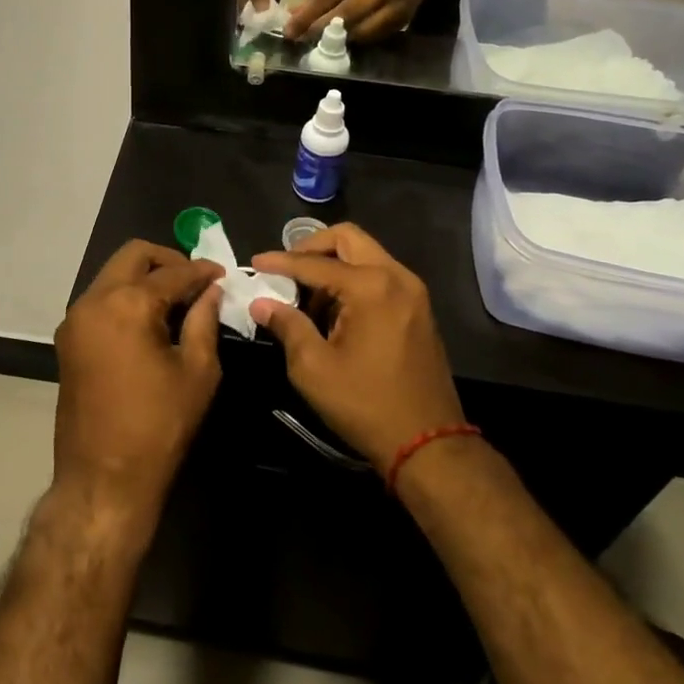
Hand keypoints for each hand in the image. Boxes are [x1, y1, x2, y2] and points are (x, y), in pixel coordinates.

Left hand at [53, 241, 223, 528]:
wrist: (103, 478)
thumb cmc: (158, 426)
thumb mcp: (197, 372)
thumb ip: (204, 321)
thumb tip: (211, 291)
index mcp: (127, 304)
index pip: (172, 272)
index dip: (202, 271)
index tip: (222, 275)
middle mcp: (94, 301)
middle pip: (133, 255)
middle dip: (167, 260)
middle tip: (195, 281)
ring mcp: (75, 319)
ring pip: (112, 275)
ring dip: (144, 277)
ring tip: (176, 301)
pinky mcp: (68, 339)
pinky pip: (100, 299)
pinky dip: (126, 297)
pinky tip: (150, 320)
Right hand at [247, 223, 463, 468]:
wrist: (428, 444)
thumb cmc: (365, 404)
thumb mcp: (314, 368)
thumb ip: (287, 326)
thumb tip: (262, 304)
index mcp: (371, 286)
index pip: (315, 264)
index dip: (280, 262)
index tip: (255, 262)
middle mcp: (396, 277)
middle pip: (348, 239)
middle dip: (312, 248)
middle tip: (286, 269)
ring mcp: (412, 292)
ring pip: (366, 255)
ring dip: (333, 265)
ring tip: (306, 297)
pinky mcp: (418, 309)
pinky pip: (380, 276)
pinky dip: (353, 280)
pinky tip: (333, 311)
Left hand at [284, 0, 424, 41]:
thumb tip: (293, 15)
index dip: (310, 12)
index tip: (290, 28)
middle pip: (349, 11)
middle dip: (321, 28)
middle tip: (300, 39)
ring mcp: (397, 4)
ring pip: (362, 29)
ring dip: (336, 39)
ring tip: (316, 44)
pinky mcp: (402, 21)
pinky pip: (373, 37)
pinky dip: (353, 42)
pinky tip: (338, 44)